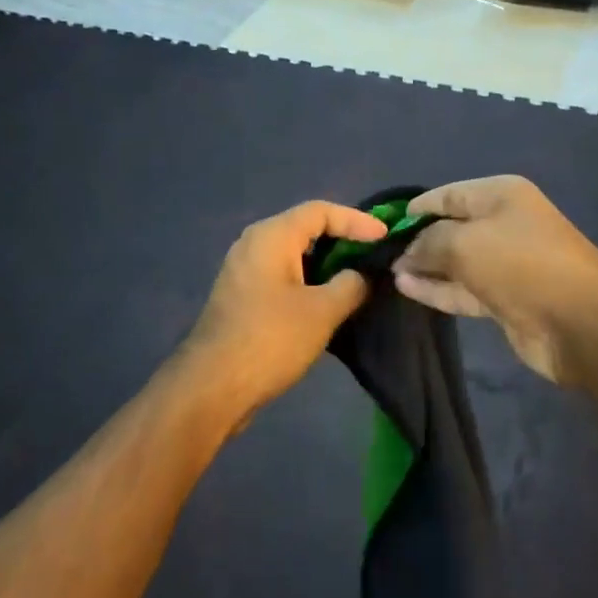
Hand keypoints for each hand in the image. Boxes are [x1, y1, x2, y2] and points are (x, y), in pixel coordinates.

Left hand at [176, 201, 388, 425]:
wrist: (212, 386)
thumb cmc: (271, 339)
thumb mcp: (323, 311)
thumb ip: (351, 285)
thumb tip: (361, 276)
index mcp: (271, 236)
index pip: (321, 211)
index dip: (357, 220)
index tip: (385, 238)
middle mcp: (254, 243)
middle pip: (305, 228)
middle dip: (342, 239)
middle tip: (373, 255)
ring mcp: (244, 270)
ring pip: (293, 254)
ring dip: (326, 263)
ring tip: (357, 278)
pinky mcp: (242, 296)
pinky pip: (282, 274)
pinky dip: (308, 280)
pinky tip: (327, 301)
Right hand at [392, 176, 597, 385]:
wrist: (580, 324)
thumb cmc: (521, 265)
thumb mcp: (464, 243)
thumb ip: (428, 242)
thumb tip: (406, 251)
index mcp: (502, 195)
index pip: (448, 194)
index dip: (416, 208)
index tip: (384, 225)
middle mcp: (505, 223)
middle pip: (452, 226)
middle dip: (418, 239)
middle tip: (380, 254)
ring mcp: (506, 262)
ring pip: (456, 260)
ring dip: (424, 266)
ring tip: (389, 273)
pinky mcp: (506, 297)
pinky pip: (463, 288)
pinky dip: (437, 288)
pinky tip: (406, 288)